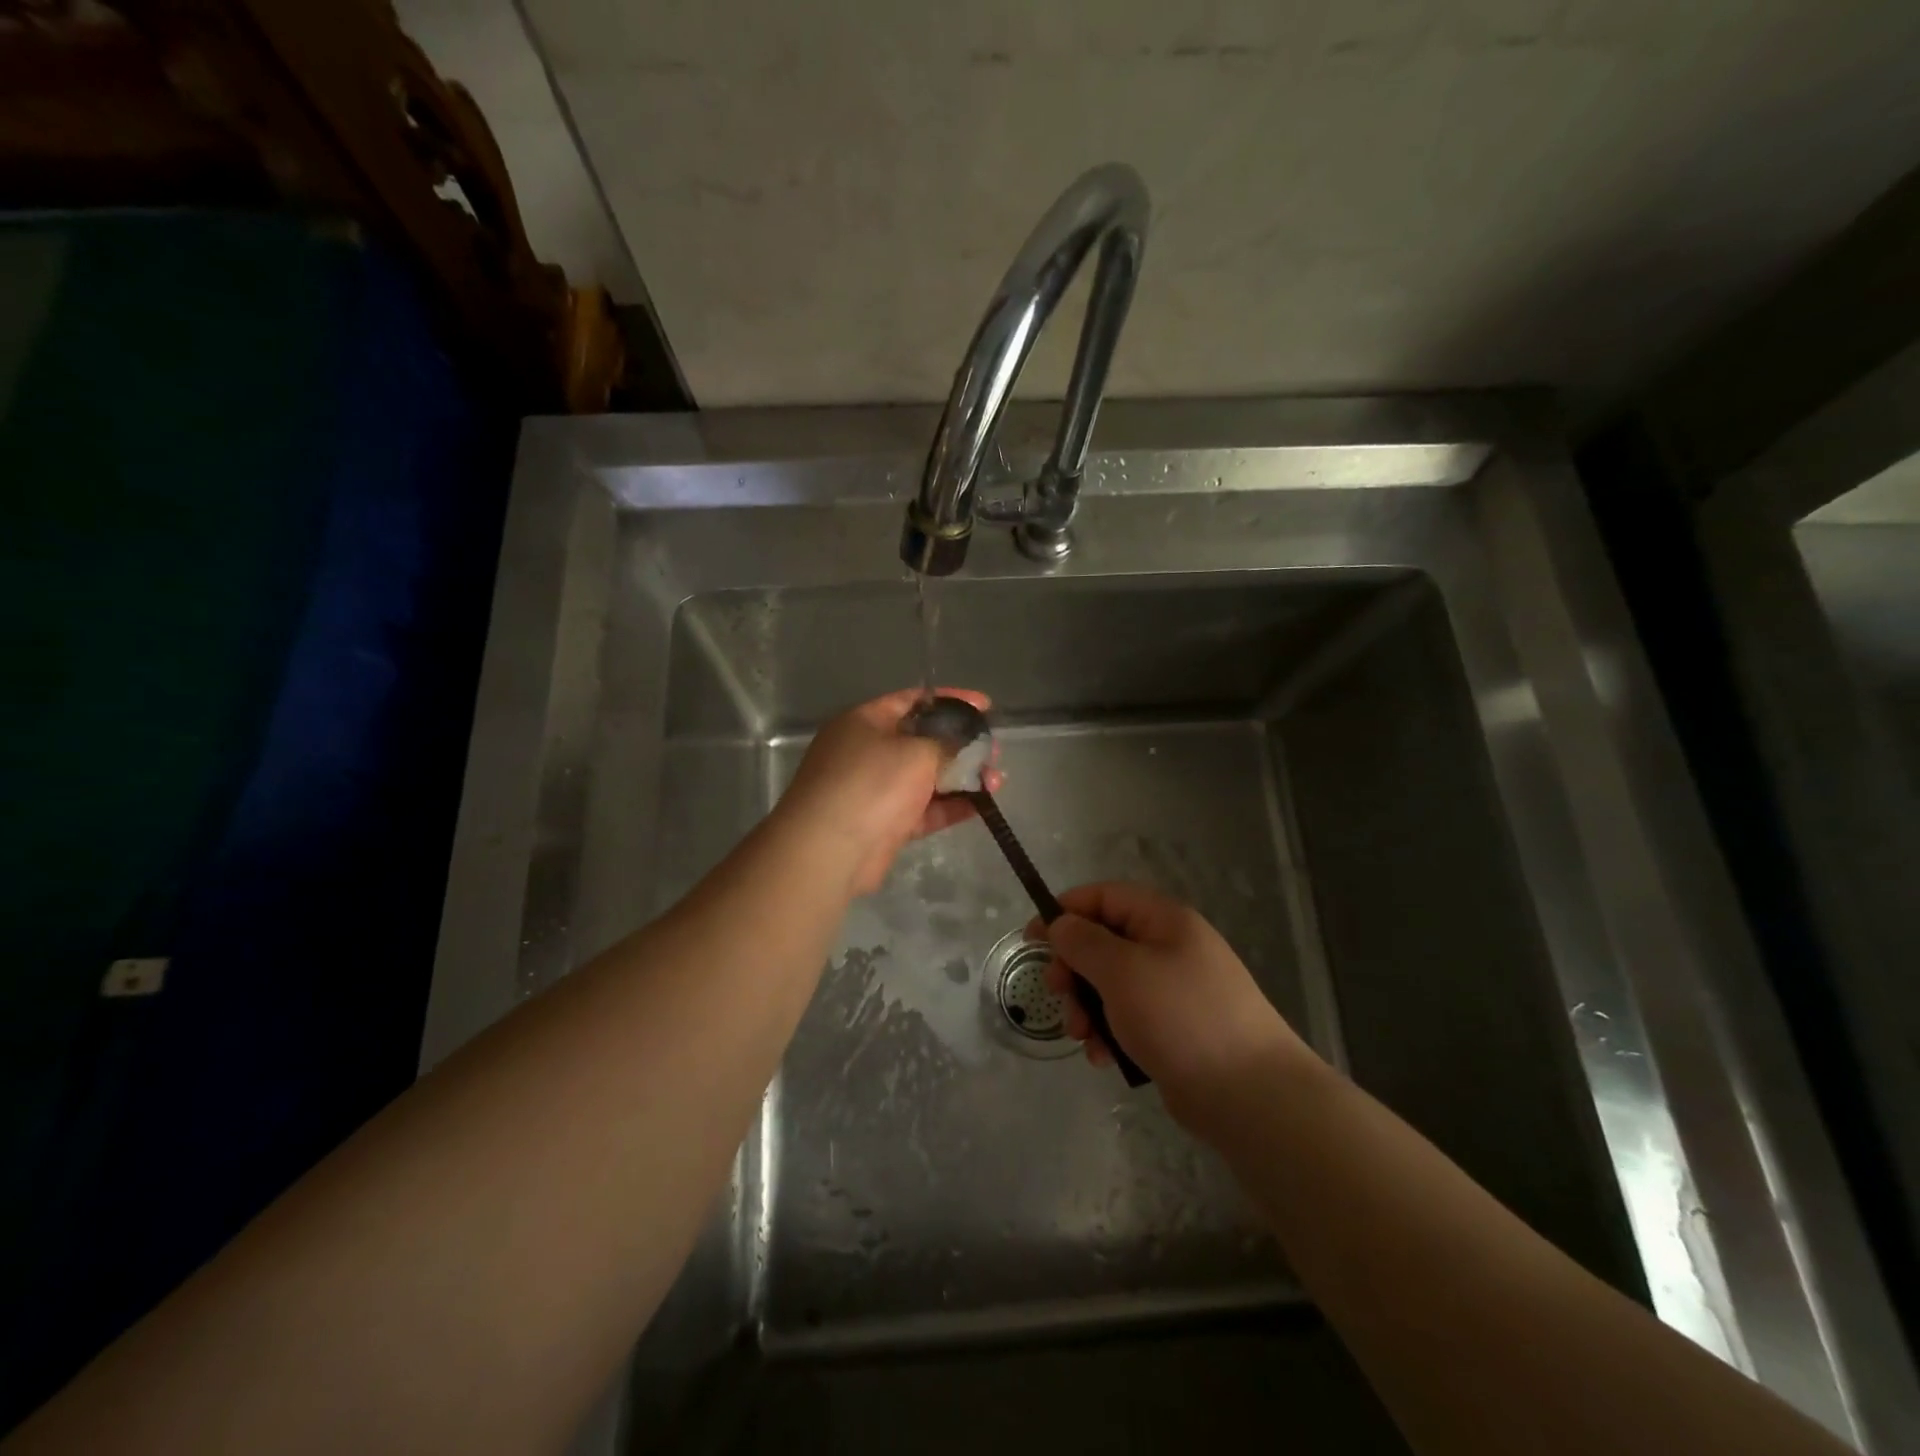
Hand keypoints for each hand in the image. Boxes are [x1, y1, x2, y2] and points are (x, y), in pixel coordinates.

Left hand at [775, 688, 1001, 896]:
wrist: (830, 848)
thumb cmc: (872, 783)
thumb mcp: (917, 751)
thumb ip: (947, 742)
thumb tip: (964, 742)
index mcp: (865, 721)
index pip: (914, 700)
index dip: (952, 701)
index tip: (985, 705)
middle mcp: (868, 751)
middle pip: (922, 740)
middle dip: (961, 745)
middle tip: (993, 751)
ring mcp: (875, 789)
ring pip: (926, 777)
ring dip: (961, 778)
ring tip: (997, 780)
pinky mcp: (885, 824)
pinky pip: (924, 809)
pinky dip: (950, 806)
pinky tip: (982, 805)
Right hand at [1038, 882, 1319, 1129]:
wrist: (1250, 1094)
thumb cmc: (1181, 1017)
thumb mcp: (1122, 971)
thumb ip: (1083, 942)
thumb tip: (1061, 924)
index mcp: (1163, 920)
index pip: (1103, 897)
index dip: (1065, 912)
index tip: (1032, 938)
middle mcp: (1169, 948)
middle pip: (1103, 943)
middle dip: (1073, 969)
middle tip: (1057, 993)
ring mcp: (1173, 990)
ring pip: (1110, 985)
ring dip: (1087, 1007)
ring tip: (1083, 1037)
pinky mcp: (1174, 1028)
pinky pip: (1128, 1018)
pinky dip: (1109, 1033)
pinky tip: (1105, 1058)